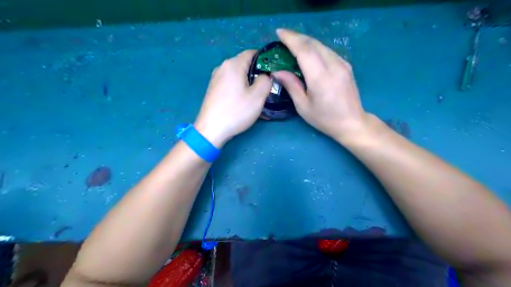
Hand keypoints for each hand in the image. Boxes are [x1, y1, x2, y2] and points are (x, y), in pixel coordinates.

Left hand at [196, 50, 272, 147]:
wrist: (211, 130)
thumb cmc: (236, 111)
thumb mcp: (257, 96)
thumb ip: (266, 81)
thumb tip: (265, 76)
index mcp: (233, 64)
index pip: (252, 53)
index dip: (265, 60)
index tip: (274, 72)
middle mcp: (222, 67)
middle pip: (245, 65)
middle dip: (257, 74)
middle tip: (267, 88)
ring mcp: (216, 79)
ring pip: (238, 76)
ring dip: (249, 84)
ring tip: (257, 98)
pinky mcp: (213, 89)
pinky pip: (231, 85)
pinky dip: (240, 90)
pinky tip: (245, 103)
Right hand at [273, 28, 369, 140]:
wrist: (352, 122)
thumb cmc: (324, 119)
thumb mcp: (303, 106)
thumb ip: (291, 86)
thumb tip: (277, 71)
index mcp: (320, 78)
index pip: (304, 50)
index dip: (291, 39)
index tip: (279, 33)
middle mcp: (333, 66)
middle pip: (313, 43)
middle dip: (297, 37)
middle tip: (283, 37)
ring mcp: (342, 64)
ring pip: (321, 45)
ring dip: (306, 41)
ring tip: (293, 43)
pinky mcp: (346, 65)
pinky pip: (328, 51)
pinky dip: (316, 48)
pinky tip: (309, 52)